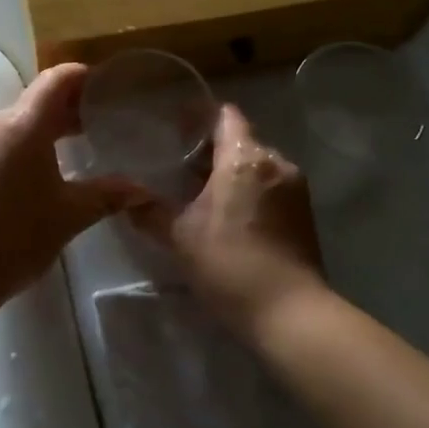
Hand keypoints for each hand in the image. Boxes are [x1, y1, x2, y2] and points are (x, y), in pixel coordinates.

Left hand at [0, 64, 147, 310]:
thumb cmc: (14, 238)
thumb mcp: (69, 216)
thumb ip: (108, 195)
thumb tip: (144, 189)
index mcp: (22, 125)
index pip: (57, 80)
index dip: (85, 77)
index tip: (111, 88)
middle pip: (38, 99)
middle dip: (73, 106)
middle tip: (106, 121)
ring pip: (19, 120)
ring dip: (49, 127)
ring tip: (81, 147)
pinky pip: (2, 139)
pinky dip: (28, 143)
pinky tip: (46, 170)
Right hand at [132, 104, 326, 338]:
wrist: (289, 312)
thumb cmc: (230, 265)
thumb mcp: (180, 237)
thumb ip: (150, 211)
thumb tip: (124, 198)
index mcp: (244, 158)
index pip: (224, 115)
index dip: (199, 116)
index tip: (174, 127)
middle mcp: (275, 162)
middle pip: (240, 139)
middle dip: (210, 148)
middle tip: (178, 164)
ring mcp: (294, 186)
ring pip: (256, 163)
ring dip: (230, 170)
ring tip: (200, 191)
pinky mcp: (304, 211)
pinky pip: (270, 184)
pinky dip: (248, 188)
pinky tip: (228, 213)